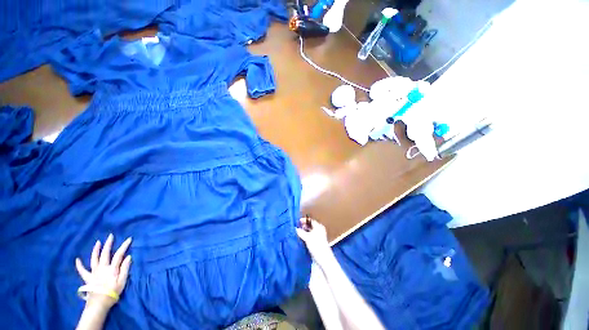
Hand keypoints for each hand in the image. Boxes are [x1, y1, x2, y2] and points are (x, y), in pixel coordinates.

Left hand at [75, 234, 131, 309]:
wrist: (99, 304)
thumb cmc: (113, 293)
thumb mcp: (122, 282)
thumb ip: (125, 269)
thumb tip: (129, 257)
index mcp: (112, 269)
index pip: (119, 254)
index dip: (124, 246)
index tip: (129, 239)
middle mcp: (102, 268)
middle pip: (105, 254)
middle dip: (108, 244)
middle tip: (110, 236)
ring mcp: (94, 272)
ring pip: (94, 258)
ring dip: (96, 250)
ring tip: (98, 242)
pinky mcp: (88, 277)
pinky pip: (82, 270)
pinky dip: (79, 265)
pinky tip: (77, 259)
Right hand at [296, 218, 332, 265]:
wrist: (324, 260)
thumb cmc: (317, 246)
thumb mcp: (307, 238)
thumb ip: (301, 232)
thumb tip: (296, 229)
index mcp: (319, 227)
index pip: (310, 220)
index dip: (304, 220)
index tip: (298, 221)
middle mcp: (319, 230)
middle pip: (310, 226)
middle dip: (303, 226)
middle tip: (297, 227)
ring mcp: (318, 237)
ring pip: (310, 232)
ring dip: (304, 231)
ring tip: (297, 232)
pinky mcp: (317, 243)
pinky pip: (310, 237)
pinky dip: (305, 236)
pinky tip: (301, 238)